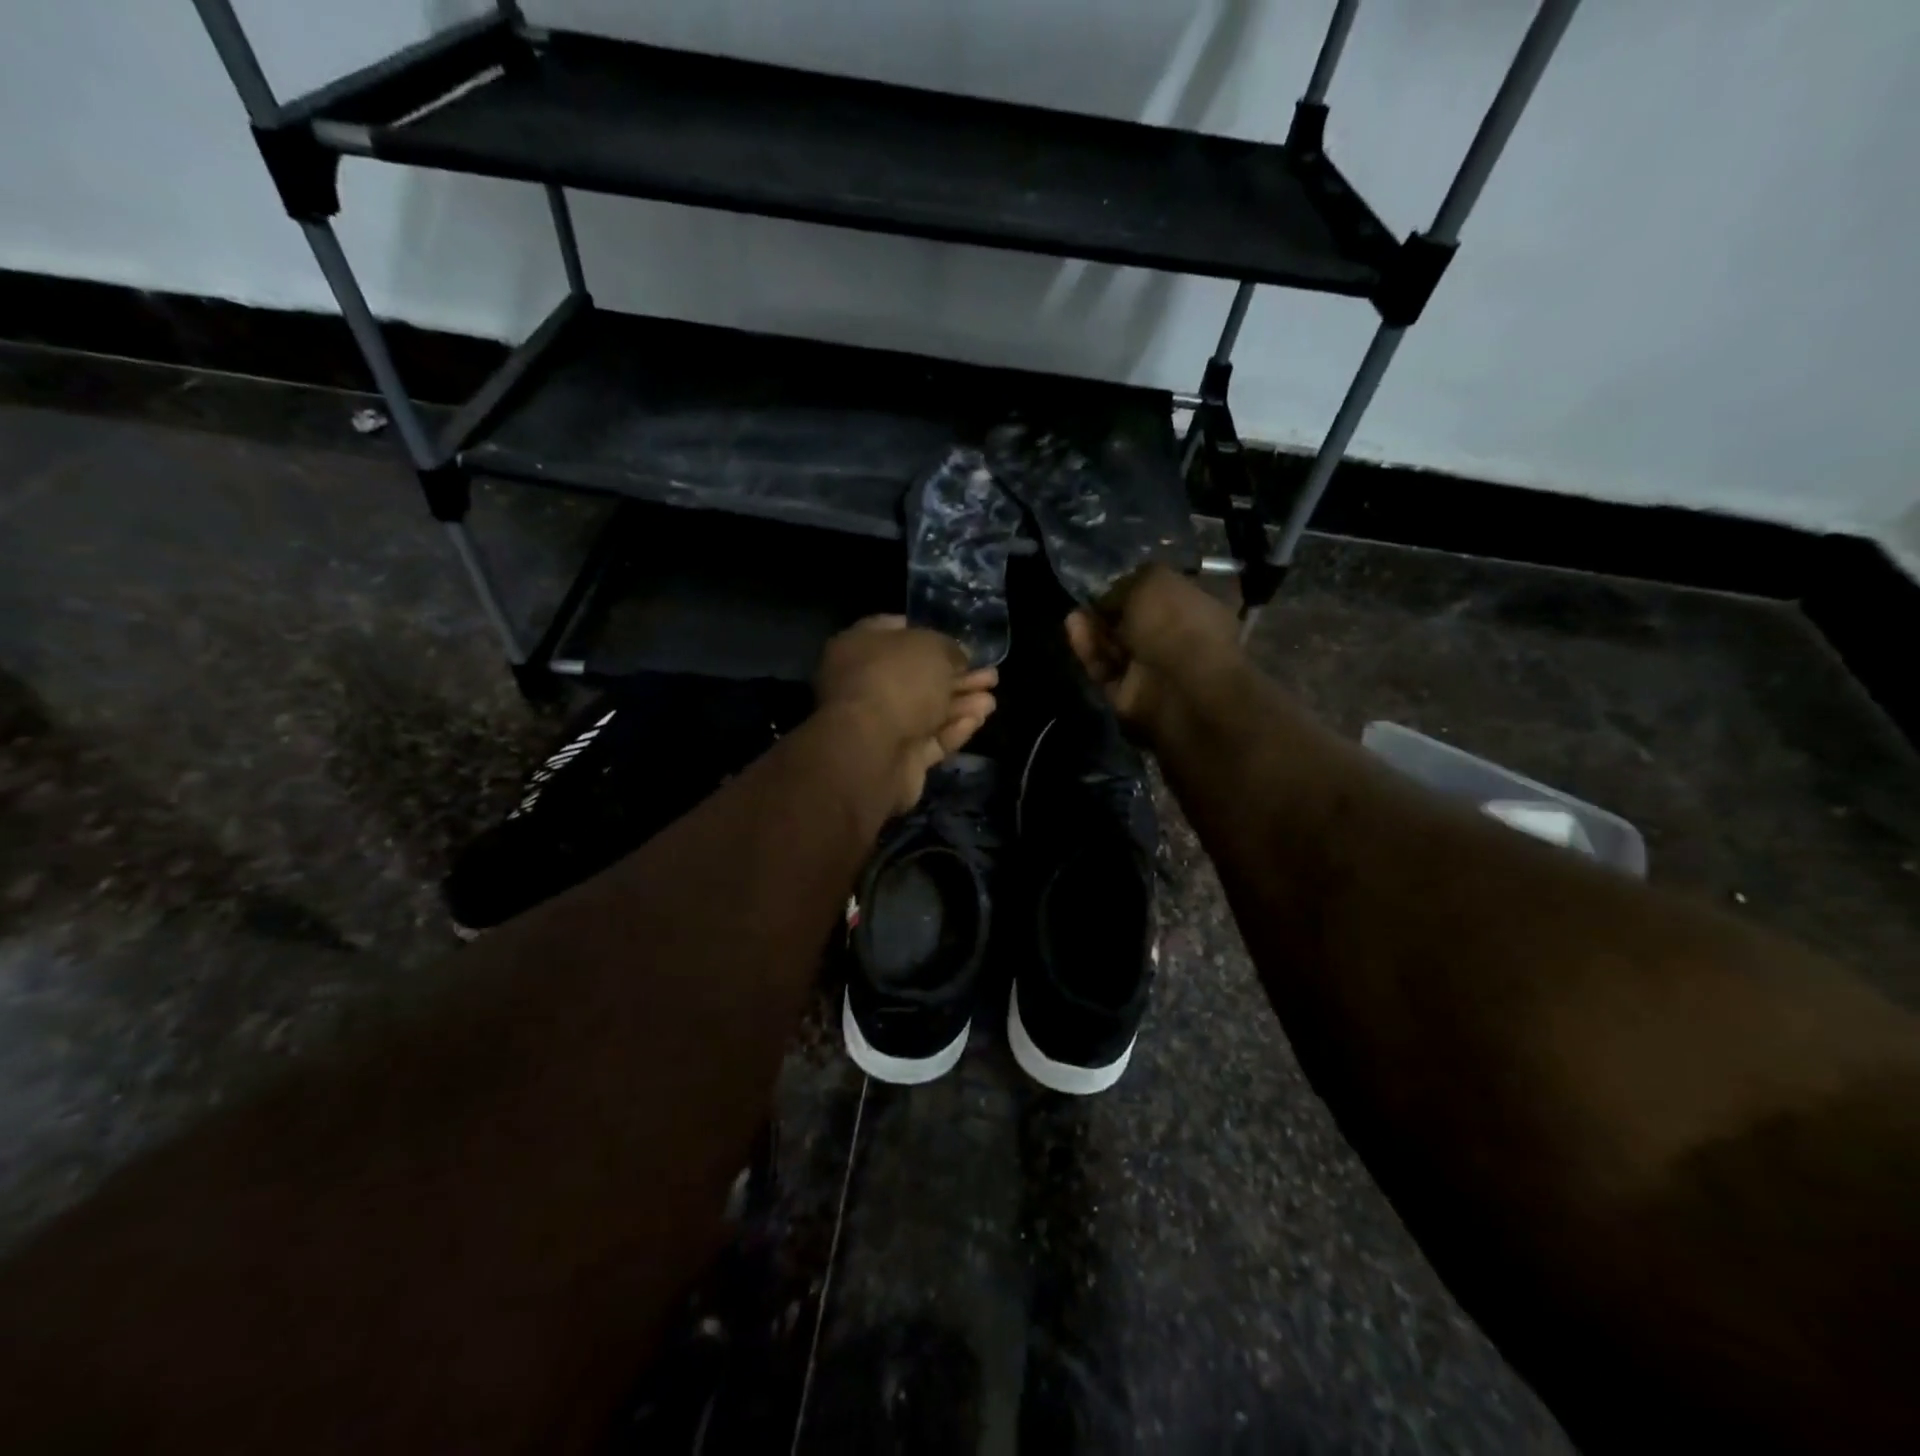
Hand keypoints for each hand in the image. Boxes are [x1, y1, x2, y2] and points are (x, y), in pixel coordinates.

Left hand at [816, 617, 997, 811]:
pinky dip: (954, 729)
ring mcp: (878, 724)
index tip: (961, 642)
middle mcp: (864, 683)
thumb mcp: (933, 647)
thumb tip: (958, 660)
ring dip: (961, 703)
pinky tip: (978, 719)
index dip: (931, 634)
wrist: (872, 751)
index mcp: (859, 646)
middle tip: (991, 676)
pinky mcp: (896, 758)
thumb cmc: (898, 681)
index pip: (895, 631)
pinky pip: (929, 739)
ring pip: (927, 710)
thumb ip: (950, 650)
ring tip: (992, 700)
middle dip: (956, 676)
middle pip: (917, 676)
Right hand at [1065, 565, 1239, 732]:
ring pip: (1116, 649)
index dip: (1135, 587)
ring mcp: (1155, 672)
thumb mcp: (1153, 579)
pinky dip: (1090, 653)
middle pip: (1135, 623)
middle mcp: (1180, 640)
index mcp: (1201, 607)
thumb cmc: (1177, 621)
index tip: (1110, 582)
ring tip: (1074, 615)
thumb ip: (1128, 582)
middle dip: (1109, 611)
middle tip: (1087, 600)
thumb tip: (1110, 597)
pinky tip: (1075, 632)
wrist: (1181, 685)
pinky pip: (1105, 671)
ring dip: (1094, 631)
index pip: (1164, 595)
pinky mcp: (1130, 697)